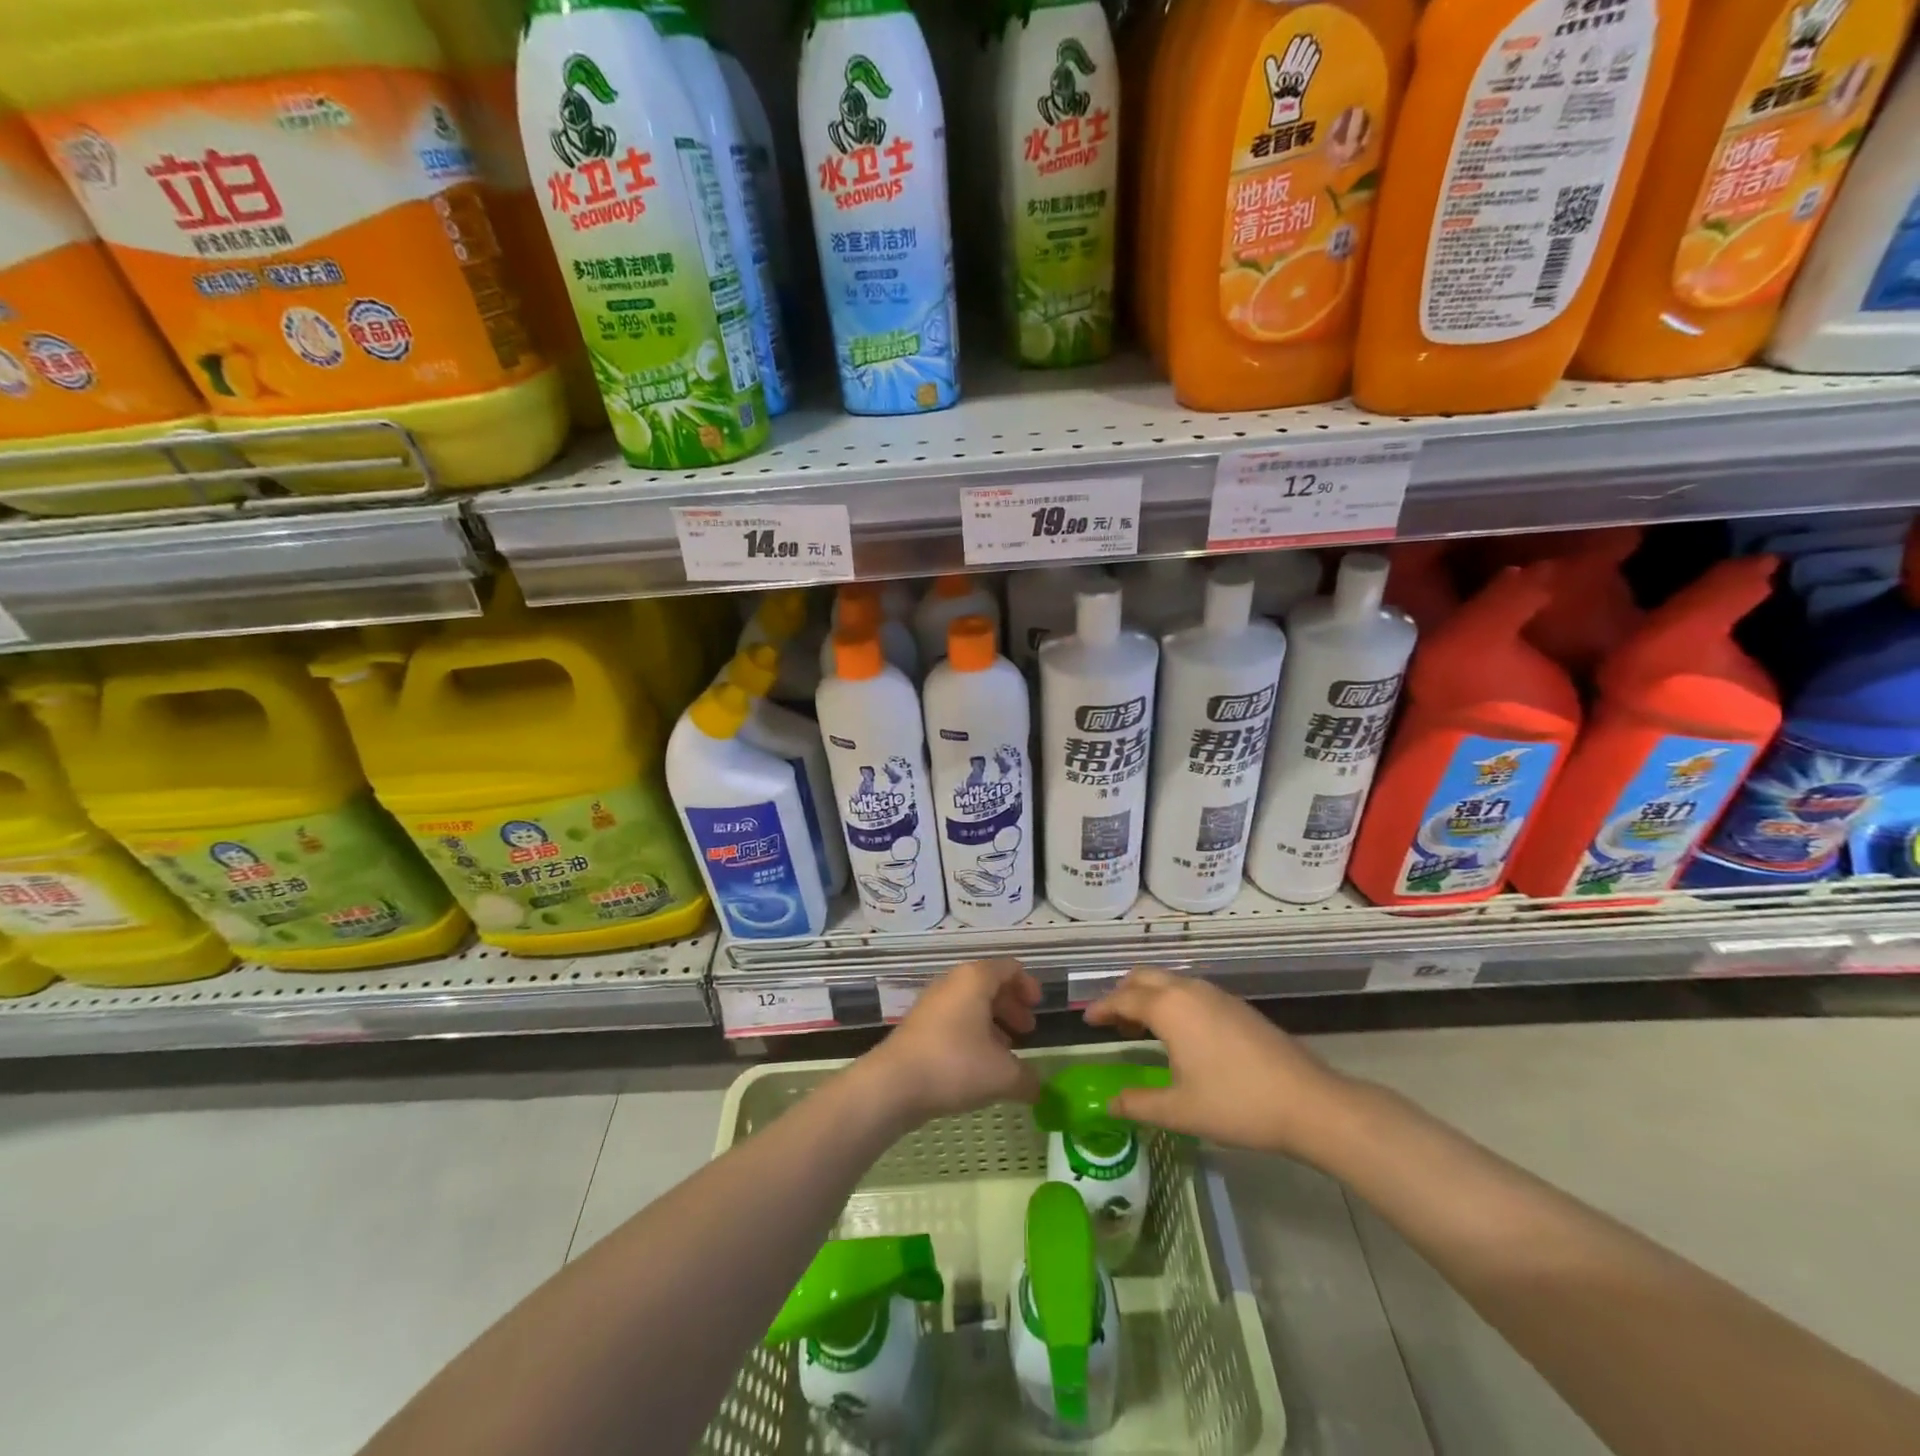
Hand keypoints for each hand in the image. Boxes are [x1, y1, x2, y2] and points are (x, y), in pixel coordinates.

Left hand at [859, 959, 1042, 1123]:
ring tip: (1006, 1052)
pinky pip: (954, 1019)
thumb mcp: (1003, 1075)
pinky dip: (972, 1033)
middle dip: (1011, 1006)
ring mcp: (932, 1003)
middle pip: (989, 984)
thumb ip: (1028, 1078)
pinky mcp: (919, 1025)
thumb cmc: (954, 1065)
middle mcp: (953, 983)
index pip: (1009, 967)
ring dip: (992, 1022)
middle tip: (1027, 1030)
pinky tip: (978, 1065)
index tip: (1038, 1008)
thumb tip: (1040, 1088)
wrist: (893, 1084)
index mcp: (975, 979)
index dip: (1028, 985)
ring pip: (970, 1004)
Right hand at [1084, 968, 1355, 1161]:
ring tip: (1141, 1029)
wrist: (1308, 1102)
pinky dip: (1172, 1002)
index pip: (1122, 999)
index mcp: (1169, 1008)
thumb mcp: (1179, 1110)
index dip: (1101, 1008)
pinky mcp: (1237, 1006)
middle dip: (1122, 993)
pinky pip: (1190, 991)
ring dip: (1149, 997)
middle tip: (1111, 1021)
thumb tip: (1109, 1104)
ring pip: (1169, 982)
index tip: (1086, 1020)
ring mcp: (1216, 995)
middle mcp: (1189, 990)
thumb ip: (1138, 1104)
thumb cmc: (1236, 1104)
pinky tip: (1180, 1035)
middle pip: (1144, 978)